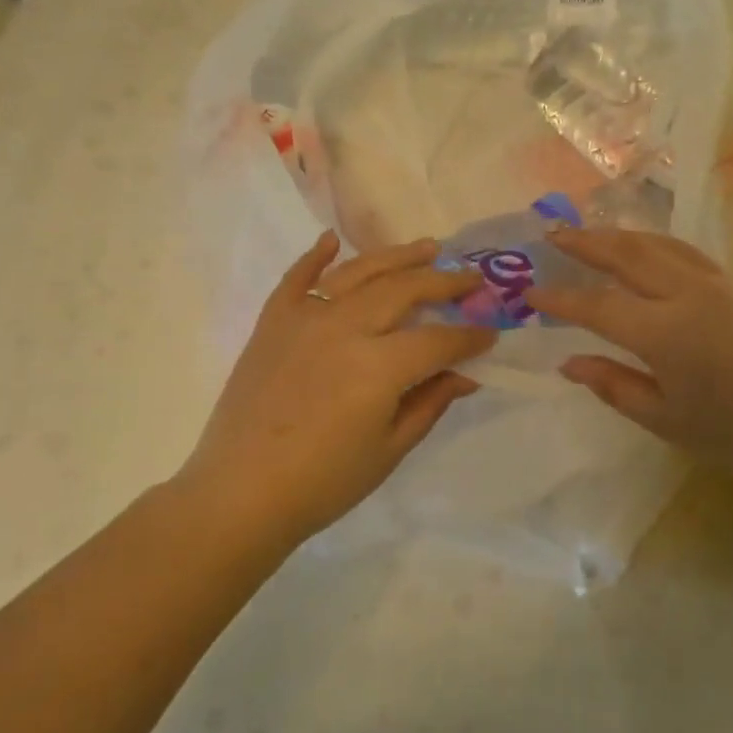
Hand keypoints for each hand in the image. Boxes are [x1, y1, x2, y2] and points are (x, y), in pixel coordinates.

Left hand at [179, 233, 493, 546]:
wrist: (240, 493)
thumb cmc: (323, 483)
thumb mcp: (389, 449)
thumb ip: (430, 402)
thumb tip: (465, 374)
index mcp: (379, 366)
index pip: (438, 340)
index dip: (470, 337)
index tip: (492, 332)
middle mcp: (344, 328)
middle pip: (404, 290)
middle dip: (444, 282)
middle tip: (470, 278)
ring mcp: (304, 319)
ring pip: (358, 272)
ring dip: (396, 256)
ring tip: (426, 247)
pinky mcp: (272, 323)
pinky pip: (296, 278)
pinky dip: (315, 256)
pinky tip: (332, 240)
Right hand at [528, 229, 732, 495]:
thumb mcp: (666, 420)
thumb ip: (614, 385)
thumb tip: (569, 362)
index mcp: (663, 332)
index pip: (596, 305)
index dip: (559, 299)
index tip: (531, 292)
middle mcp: (688, 294)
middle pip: (627, 254)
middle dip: (586, 242)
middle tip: (554, 235)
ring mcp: (722, 284)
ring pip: (662, 245)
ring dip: (623, 235)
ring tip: (596, 234)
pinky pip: (690, 256)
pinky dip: (658, 247)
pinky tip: (652, 255)